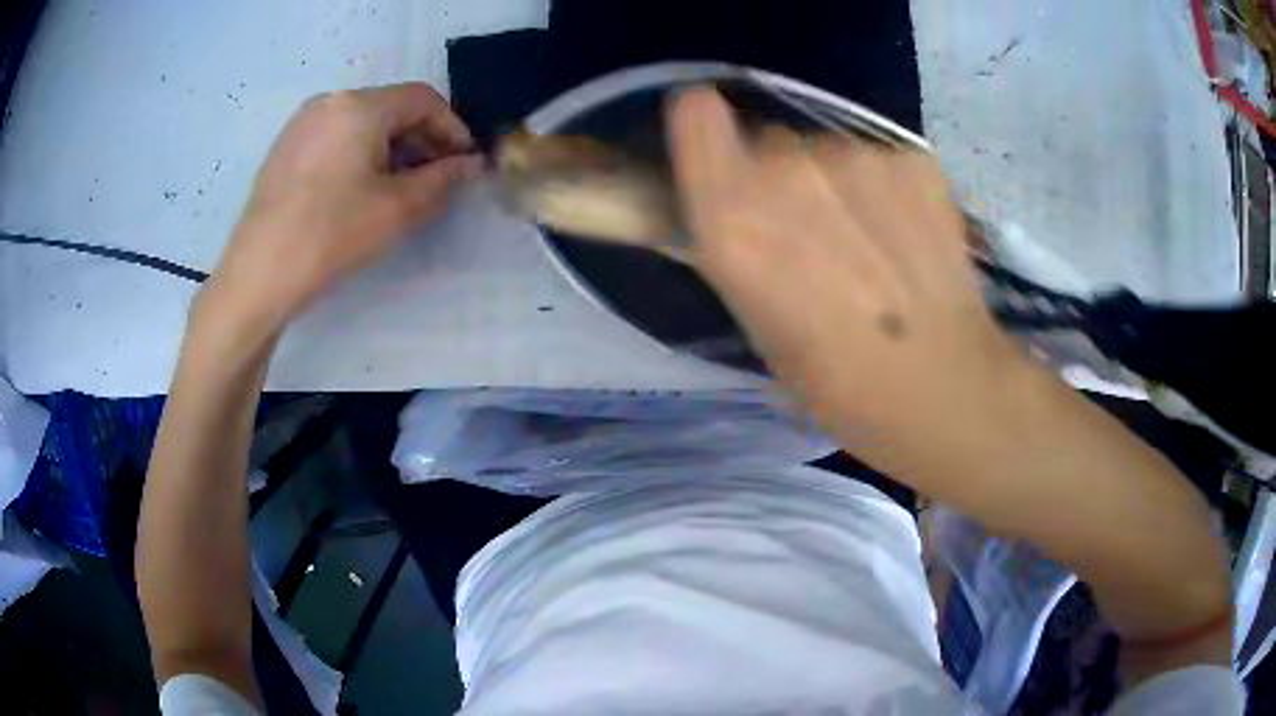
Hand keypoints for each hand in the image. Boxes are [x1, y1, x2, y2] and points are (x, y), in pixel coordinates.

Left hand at [199, 83, 480, 340]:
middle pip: (390, 108)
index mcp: (359, 105)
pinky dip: (359, 153)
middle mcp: (330, 101)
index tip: (464, 161)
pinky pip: (335, 137)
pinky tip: (361, 189)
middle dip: (421, 139)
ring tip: (401, 187)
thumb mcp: (397, 209)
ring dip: (390, 147)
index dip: (452, 127)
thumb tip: (470, 165)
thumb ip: (442, 180)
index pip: (422, 99)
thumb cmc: (331, 234)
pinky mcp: (285, 148)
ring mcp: (302, 123)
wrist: (259, 273)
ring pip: (361, 123)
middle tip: (436, 177)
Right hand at [667, 88, 1026, 454]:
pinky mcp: (914, 157)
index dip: (706, 130)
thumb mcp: (757, 324)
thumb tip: (735, 208)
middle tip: (814, 233)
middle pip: (769, 140)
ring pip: (829, 150)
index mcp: (733, 218)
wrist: (945, 387)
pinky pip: (881, 160)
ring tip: (872, 244)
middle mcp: (786, 168)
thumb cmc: (837, 383)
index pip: (696, 113)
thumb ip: (735, 247)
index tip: (722, 156)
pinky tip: (910, 239)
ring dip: (838, 183)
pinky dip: (889, 188)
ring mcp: (857, 155)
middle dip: (780, 176)